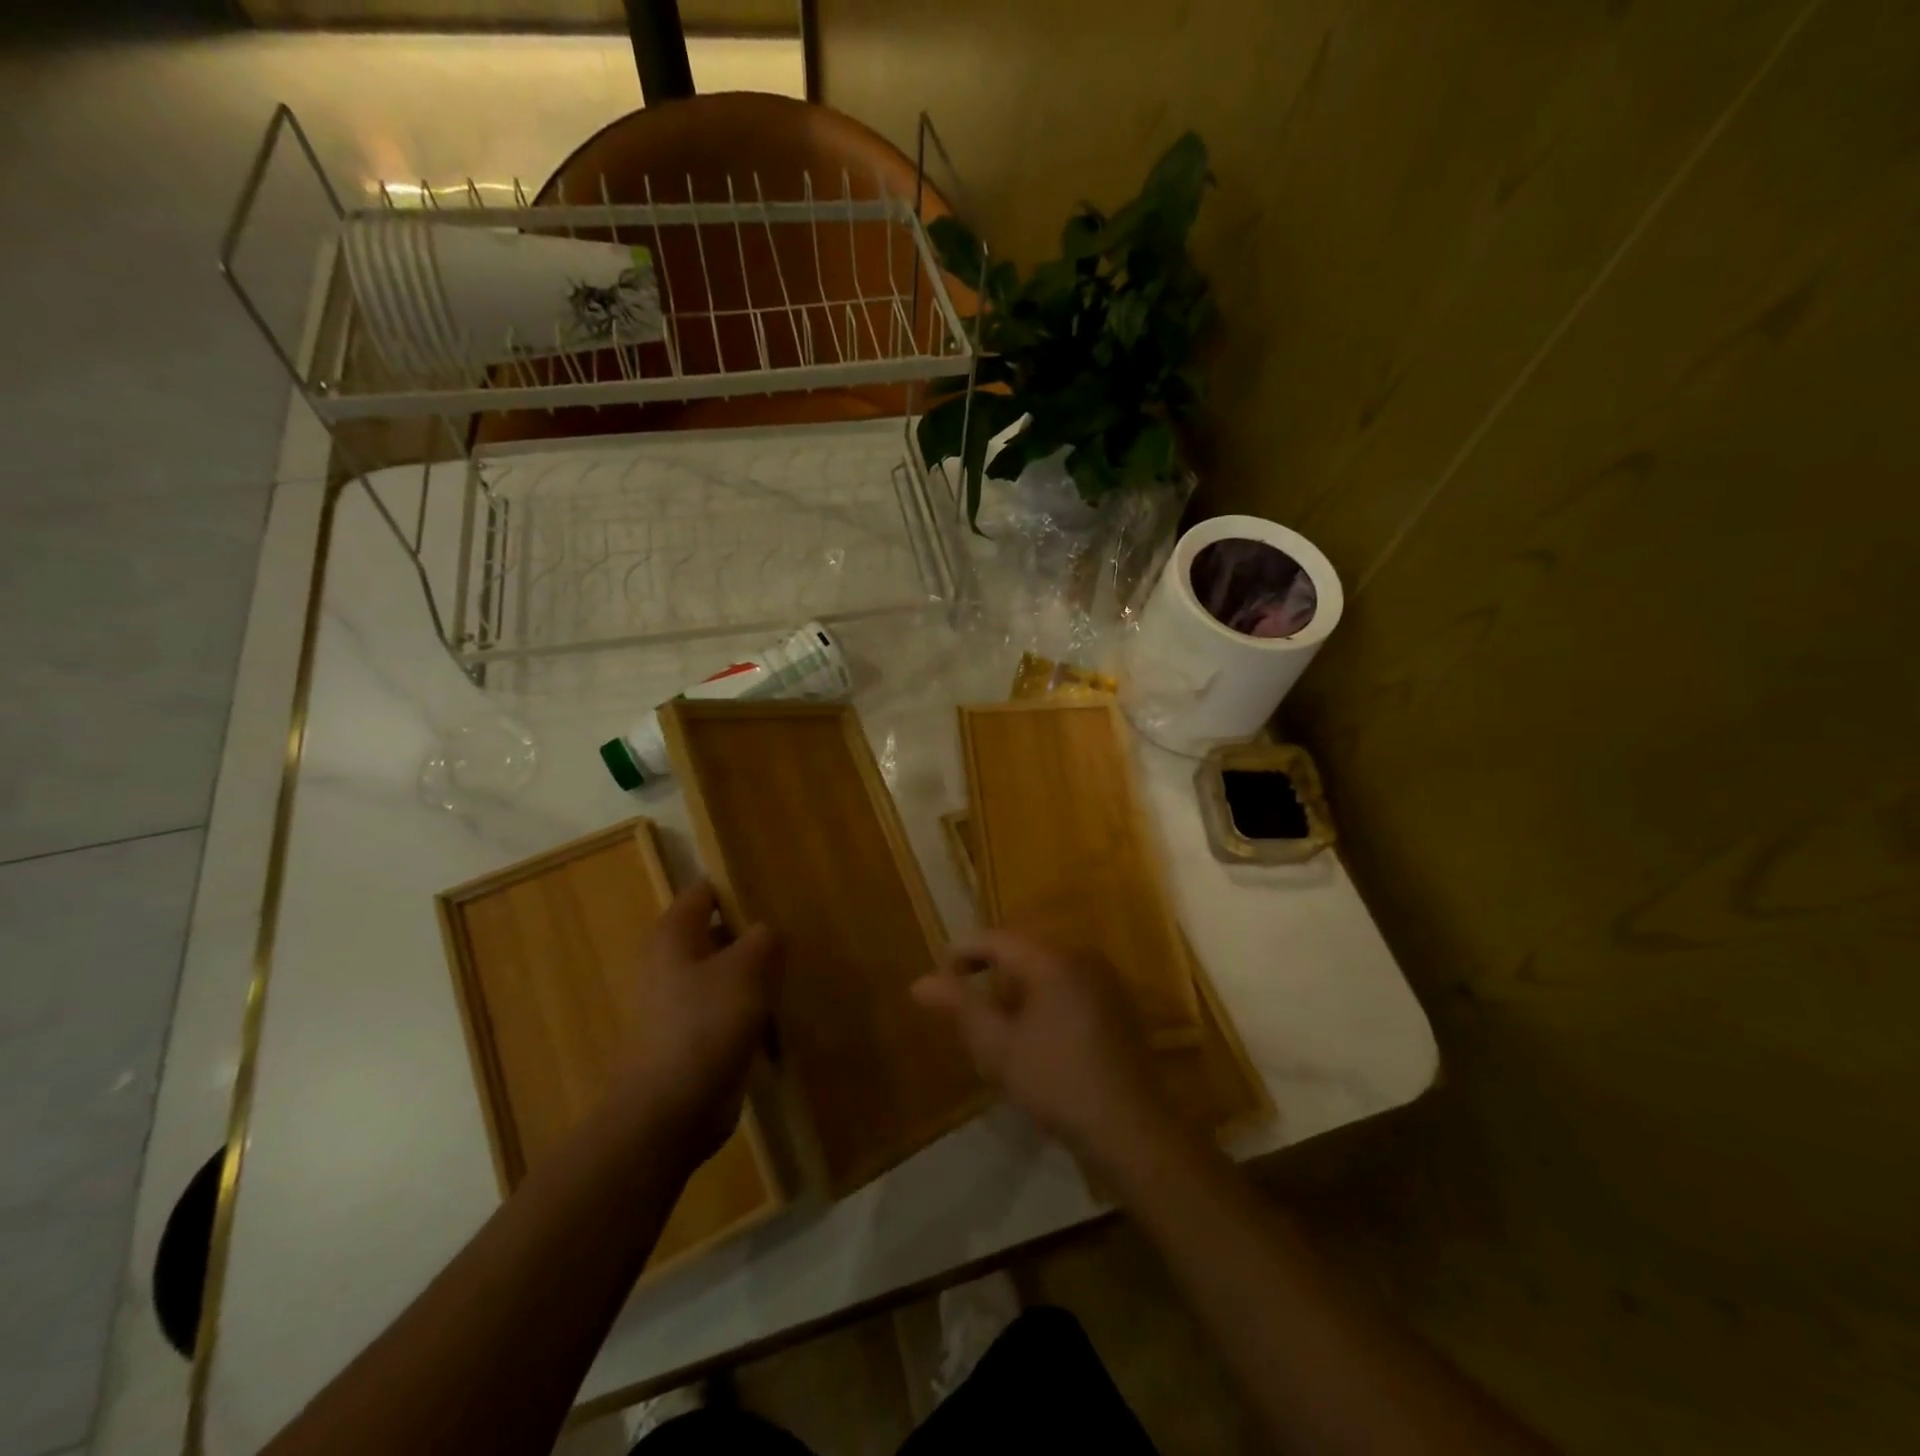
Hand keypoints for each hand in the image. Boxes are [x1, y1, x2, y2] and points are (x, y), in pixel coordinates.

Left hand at [610, 880, 779, 1163]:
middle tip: (795, 932)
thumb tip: (766, 932)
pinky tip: (781, 1011)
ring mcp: (681, 1002)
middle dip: (753, 932)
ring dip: (756, 972)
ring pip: (726, 972)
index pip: (706, 892)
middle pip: (718, 931)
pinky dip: (752, 1007)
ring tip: (795, 970)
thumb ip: (764, 938)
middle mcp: (672, 962)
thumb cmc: (705, 1024)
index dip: (738, 888)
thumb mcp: (747, 968)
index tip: (777, 893)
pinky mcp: (695, 1036)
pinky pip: (729, 1008)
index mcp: (674, 935)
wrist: (670, 1111)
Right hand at [911, 931, 1182, 1178]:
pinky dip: (1044, 998)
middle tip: (964, 1002)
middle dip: (990, 972)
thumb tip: (919, 981)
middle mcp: (1082, 957)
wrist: (1130, 1130)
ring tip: (995, 1023)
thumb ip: (959, 1007)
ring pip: (1047, 969)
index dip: (963, 952)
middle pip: (1023, 950)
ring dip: (1017, 988)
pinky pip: (1070, 986)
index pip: (997, 939)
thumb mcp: (997, 1047)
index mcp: (1053, 960)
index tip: (939, 976)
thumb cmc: (1056, 1083)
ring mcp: (1105, 981)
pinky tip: (1035, 1035)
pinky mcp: (1118, 1005)